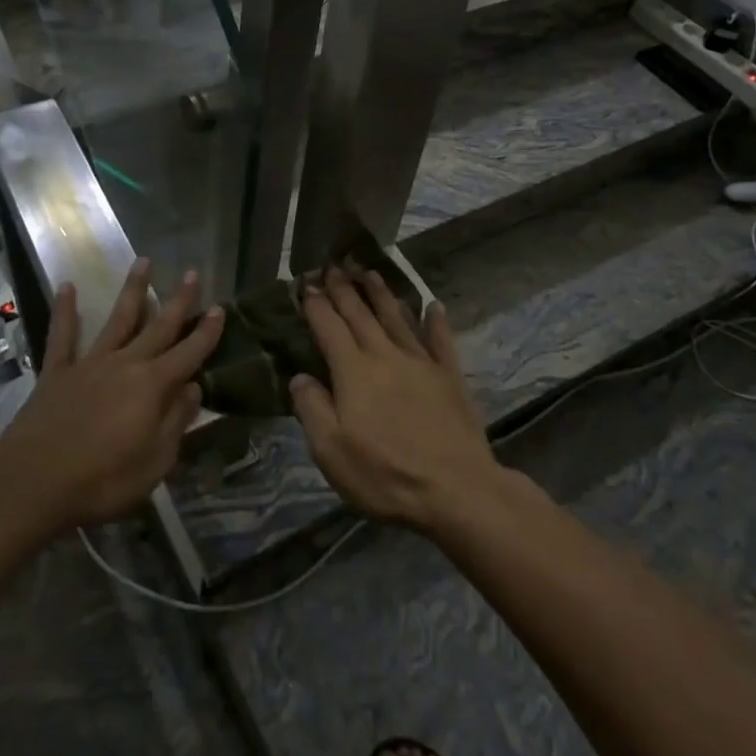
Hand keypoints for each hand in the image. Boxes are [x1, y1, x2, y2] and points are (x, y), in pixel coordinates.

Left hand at [0, 258, 222, 532]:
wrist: (33, 482)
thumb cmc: (102, 480)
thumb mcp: (155, 462)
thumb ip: (176, 421)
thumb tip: (193, 388)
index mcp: (153, 386)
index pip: (189, 353)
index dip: (206, 332)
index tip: (220, 308)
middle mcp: (125, 364)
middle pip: (158, 326)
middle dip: (179, 301)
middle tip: (192, 273)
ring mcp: (89, 364)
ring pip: (117, 319)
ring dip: (133, 290)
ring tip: (143, 261)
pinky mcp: (57, 372)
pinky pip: (63, 335)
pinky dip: (65, 311)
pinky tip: (67, 287)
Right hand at [290, 268, 504, 533]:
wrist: (456, 489)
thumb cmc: (384, 475)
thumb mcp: (331, 451)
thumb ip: (312, 408)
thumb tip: (300, 376)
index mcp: (353, 371)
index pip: (329, 327)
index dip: (316, 305)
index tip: (306, 285)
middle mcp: (385, 356)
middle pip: (361, 315)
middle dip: (344, 289)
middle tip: (334, 266)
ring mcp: (421, 363)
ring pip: (397, 319)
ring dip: (382, 294)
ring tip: (370, 272)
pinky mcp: (449, 377)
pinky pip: (441, 341)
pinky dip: (436, 321)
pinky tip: (434, 306)